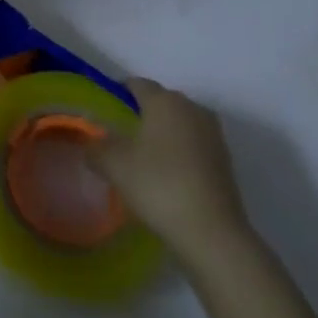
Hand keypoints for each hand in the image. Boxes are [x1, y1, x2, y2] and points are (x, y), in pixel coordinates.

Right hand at [92, 79, 252, 266]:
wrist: (212, 232)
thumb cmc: (158, 185)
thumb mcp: (113, 165)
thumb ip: (96, 147)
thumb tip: (91, 144)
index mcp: (165, 101)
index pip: (137, 84)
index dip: (118, 92)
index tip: (104, 110)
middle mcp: (192, 108)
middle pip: (161, 101)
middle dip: (142, 113)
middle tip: (121, 135)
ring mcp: (213, 135)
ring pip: (180, 124)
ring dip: (163, 134)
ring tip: (143, 157)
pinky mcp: (225, 161)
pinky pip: (194, 145)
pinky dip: (179, 152)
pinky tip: (166, 175)